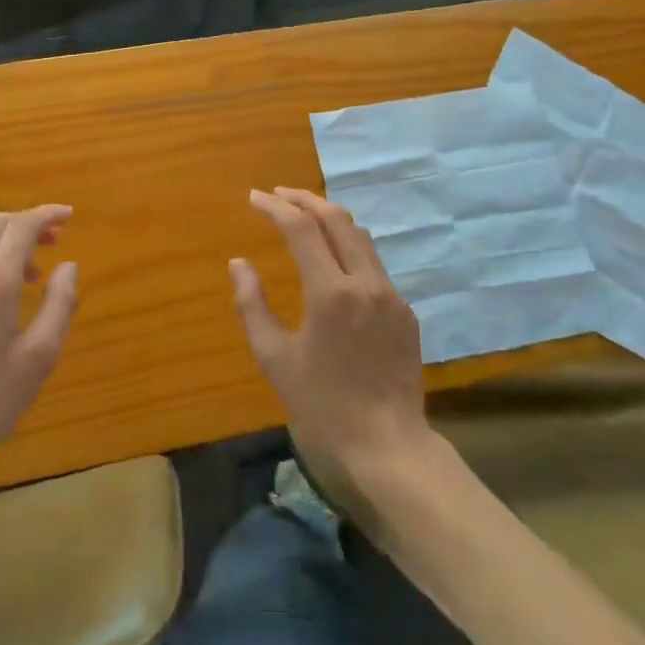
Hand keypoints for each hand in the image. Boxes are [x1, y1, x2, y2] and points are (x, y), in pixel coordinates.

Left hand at [0, 205, 77, 487]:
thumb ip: (59, 305)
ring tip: (32, 278)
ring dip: (6, 245)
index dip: (47, 214)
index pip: (21, 226)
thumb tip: (68, 267)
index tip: (69, 216)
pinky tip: (0, 302)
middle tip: (54, 241)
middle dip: (25, 223)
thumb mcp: (38, 357)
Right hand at [230, 188, 437, 512]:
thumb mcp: (274, 358)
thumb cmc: (322, 407)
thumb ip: (252, 305)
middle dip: (304, 199)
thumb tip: (238, 263)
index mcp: (330, 292)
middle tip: (278, 195)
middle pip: (336, 218)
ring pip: (360, 236)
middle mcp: (366, 282)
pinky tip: (333, 261)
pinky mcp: (405, 311)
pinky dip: (349, 247)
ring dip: (329, 218)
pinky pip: (374, 264)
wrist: (388, 449)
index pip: (301, 228)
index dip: (274, 207)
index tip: (253, 197)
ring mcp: (391, 295)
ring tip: (303, 217)